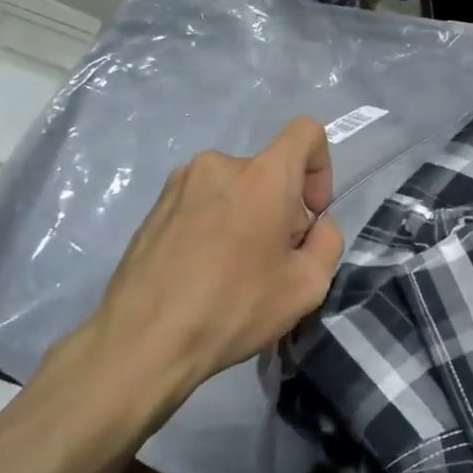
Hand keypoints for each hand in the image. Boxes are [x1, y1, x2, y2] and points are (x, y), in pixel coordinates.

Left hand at [56, 117, 344, 418]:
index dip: (321, 168)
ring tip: (234, 270)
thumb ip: (328, 241)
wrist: (144, 340)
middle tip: (272, 261)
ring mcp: (179, 183)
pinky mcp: (154, 206)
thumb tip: (315, 225)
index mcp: (262, 176)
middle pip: (269, 171)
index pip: (306, 132)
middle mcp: (218, 165)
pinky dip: (215, 226)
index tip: (311, 215)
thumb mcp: (308, 285)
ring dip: (246, 217)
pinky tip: (204, 271)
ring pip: (234, 189)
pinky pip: (203, 203)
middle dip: (281, 208)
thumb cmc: (234, 308)